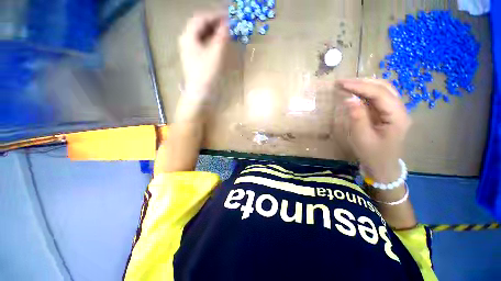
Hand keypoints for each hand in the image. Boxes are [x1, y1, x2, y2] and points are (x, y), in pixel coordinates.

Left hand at [178, 11, 228, 98]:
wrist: (200, 93)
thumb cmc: (207, 73)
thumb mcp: (216, 53)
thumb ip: (222, 36)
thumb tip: (228, 24)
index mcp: (188, 36)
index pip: (202, 18)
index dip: (216, 15)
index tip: (229, 16)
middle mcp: (187, 40)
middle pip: (201, 25)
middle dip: (215, 23)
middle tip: (228, 25)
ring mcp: (190, 50)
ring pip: (202, 35)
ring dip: (214, 32)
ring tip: (226, 34)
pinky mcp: (195, 58)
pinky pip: (204, 44)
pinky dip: (212, 41)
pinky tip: (219, 44)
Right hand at [337, 79, 410, 182]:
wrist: (383, 166)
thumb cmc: (373, 154)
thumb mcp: (362, 138)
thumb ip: (357, 117)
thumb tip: (349, 99)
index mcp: (397, 117)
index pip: (380, 94)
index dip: (360, 86)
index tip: (341, 84)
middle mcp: (399, 110)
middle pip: (384, 87)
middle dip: (362, 82)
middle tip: (341, 82)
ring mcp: (394, 111)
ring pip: (382, 90)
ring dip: (364, 85)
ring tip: (347, 85)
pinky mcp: (387, 113)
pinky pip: (377, 98)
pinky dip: (365, 92)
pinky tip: (355, 92)